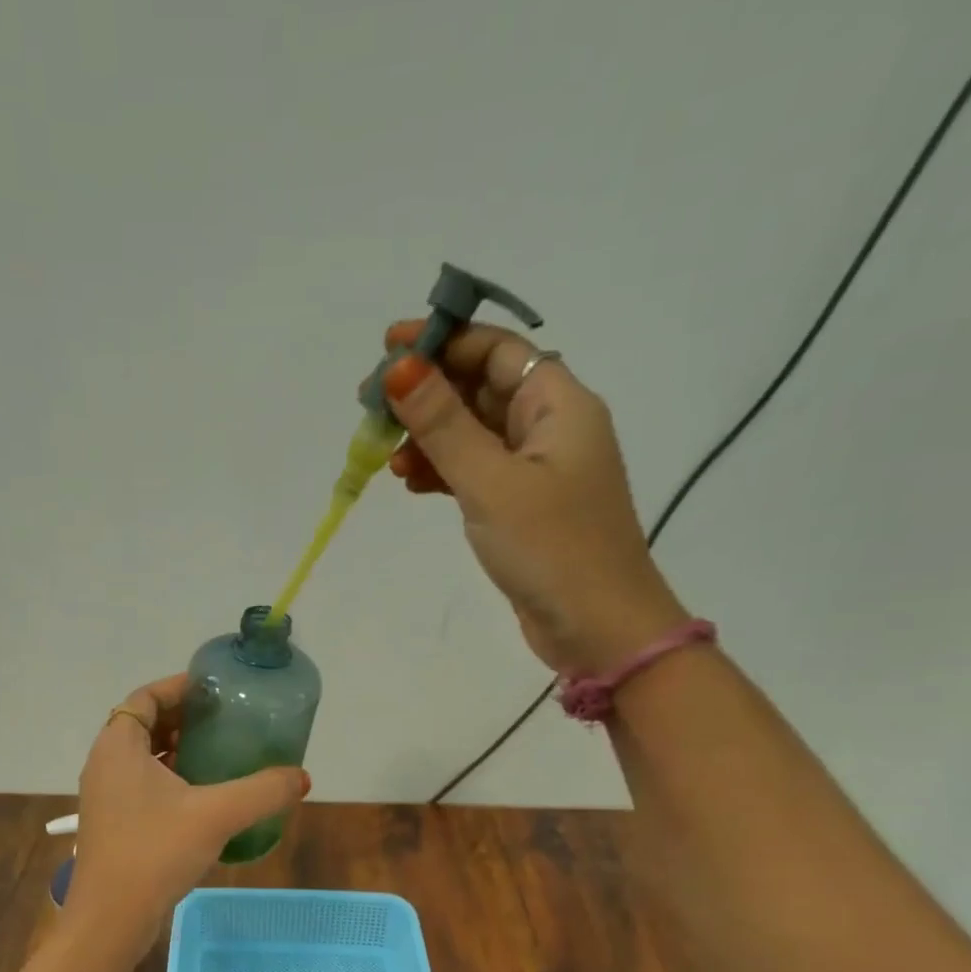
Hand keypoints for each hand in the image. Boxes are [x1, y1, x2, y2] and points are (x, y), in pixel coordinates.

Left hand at [63, 674, 309, 955]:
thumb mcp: (216, 815)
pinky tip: (204, 796)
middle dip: (184, 718)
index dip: (178, 687)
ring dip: (178, 750)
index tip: (214, 691)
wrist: (111, 920)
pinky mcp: (113, 823)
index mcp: (118, 746)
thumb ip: (263, 791)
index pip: (145, 697)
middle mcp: (105, 764)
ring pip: (143, 757)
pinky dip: (170, 778)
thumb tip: (302, 777)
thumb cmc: (155, 852)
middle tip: (225, 721)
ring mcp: (105, 796)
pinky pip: (142, 784)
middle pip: (144, 724)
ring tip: (220, 754)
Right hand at [381, 320, 687, 674]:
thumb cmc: (551, 548)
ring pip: (473, 434)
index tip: (388, 350)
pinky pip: (476, 472)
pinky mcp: (523, 508)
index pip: (497, 350)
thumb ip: (443, 424)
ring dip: (429, 438)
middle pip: (481, 388)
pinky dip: (443, 472)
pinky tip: (411, 483)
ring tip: (386, 456)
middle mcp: (551, 428)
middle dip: (427, 394)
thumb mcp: (490, 482)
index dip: (443, 342)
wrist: (598, 629)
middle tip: (371, 407)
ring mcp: (537, 470)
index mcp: (558, 405)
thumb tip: (400, 368)